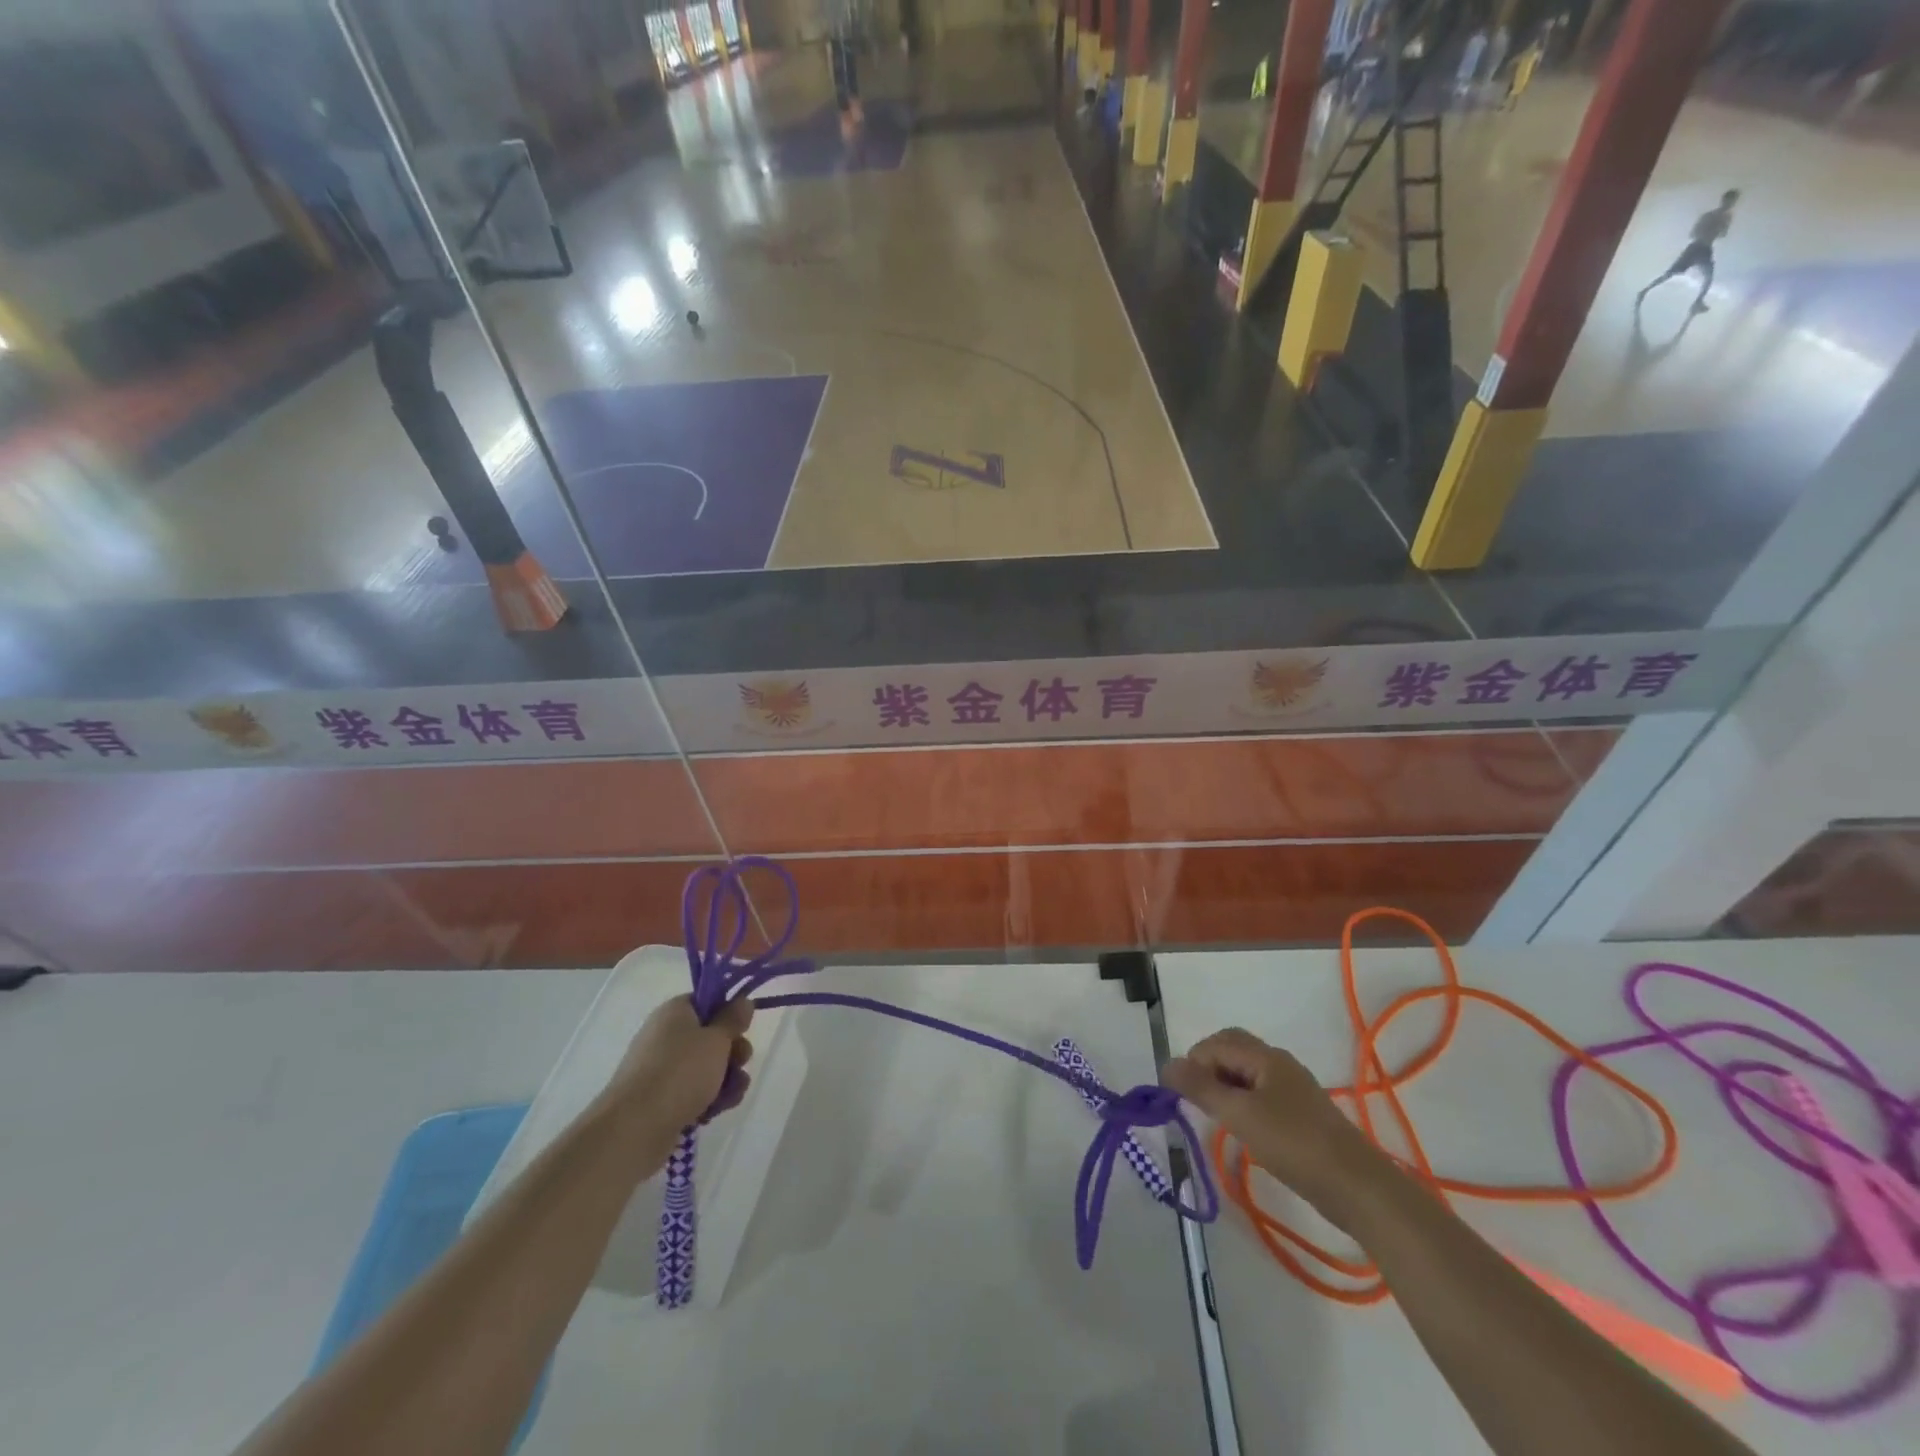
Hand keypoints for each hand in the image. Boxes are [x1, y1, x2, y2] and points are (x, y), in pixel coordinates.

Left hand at [611, 994, 754, 1133]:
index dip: (728, 1014)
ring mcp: (660, 1069)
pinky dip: (707, 1099)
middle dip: (733, 1052)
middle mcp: (665, 1036)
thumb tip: (743, 1000)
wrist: (634, 1128)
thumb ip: (734, 1019)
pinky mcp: (660, 1099)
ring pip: (706, 1067)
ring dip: (726, 1079)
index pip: (707, 1001)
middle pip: (710, 1037)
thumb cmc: (680, 1072)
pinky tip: (714, 1112)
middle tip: (741, 1063)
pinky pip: (692, 1091)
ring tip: (731, 1096)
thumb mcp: (717, 1039)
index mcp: (675, 1012)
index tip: (743, 1029)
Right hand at [1163, 1027, 1383, 1226]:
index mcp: (1265, 1056)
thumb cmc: (1293, 1144)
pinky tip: (1242, 1128)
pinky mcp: (1301, 1114)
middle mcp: (1279, 1063)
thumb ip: (1200, 1088)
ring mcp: (1293, 1088)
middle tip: (1194, 1100)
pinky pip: (1261, 1093)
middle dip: (1207, 1068)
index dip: (1192, 1063)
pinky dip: (1242, 1101)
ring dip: (1224, 1086)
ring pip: (1246, 1073)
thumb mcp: (1239, 1115)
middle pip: (1232, 1050)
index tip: (1179, 1095)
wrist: (1358, 1187)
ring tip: (1214, 1116)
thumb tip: (1166, 1064)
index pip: (1216, 1043)